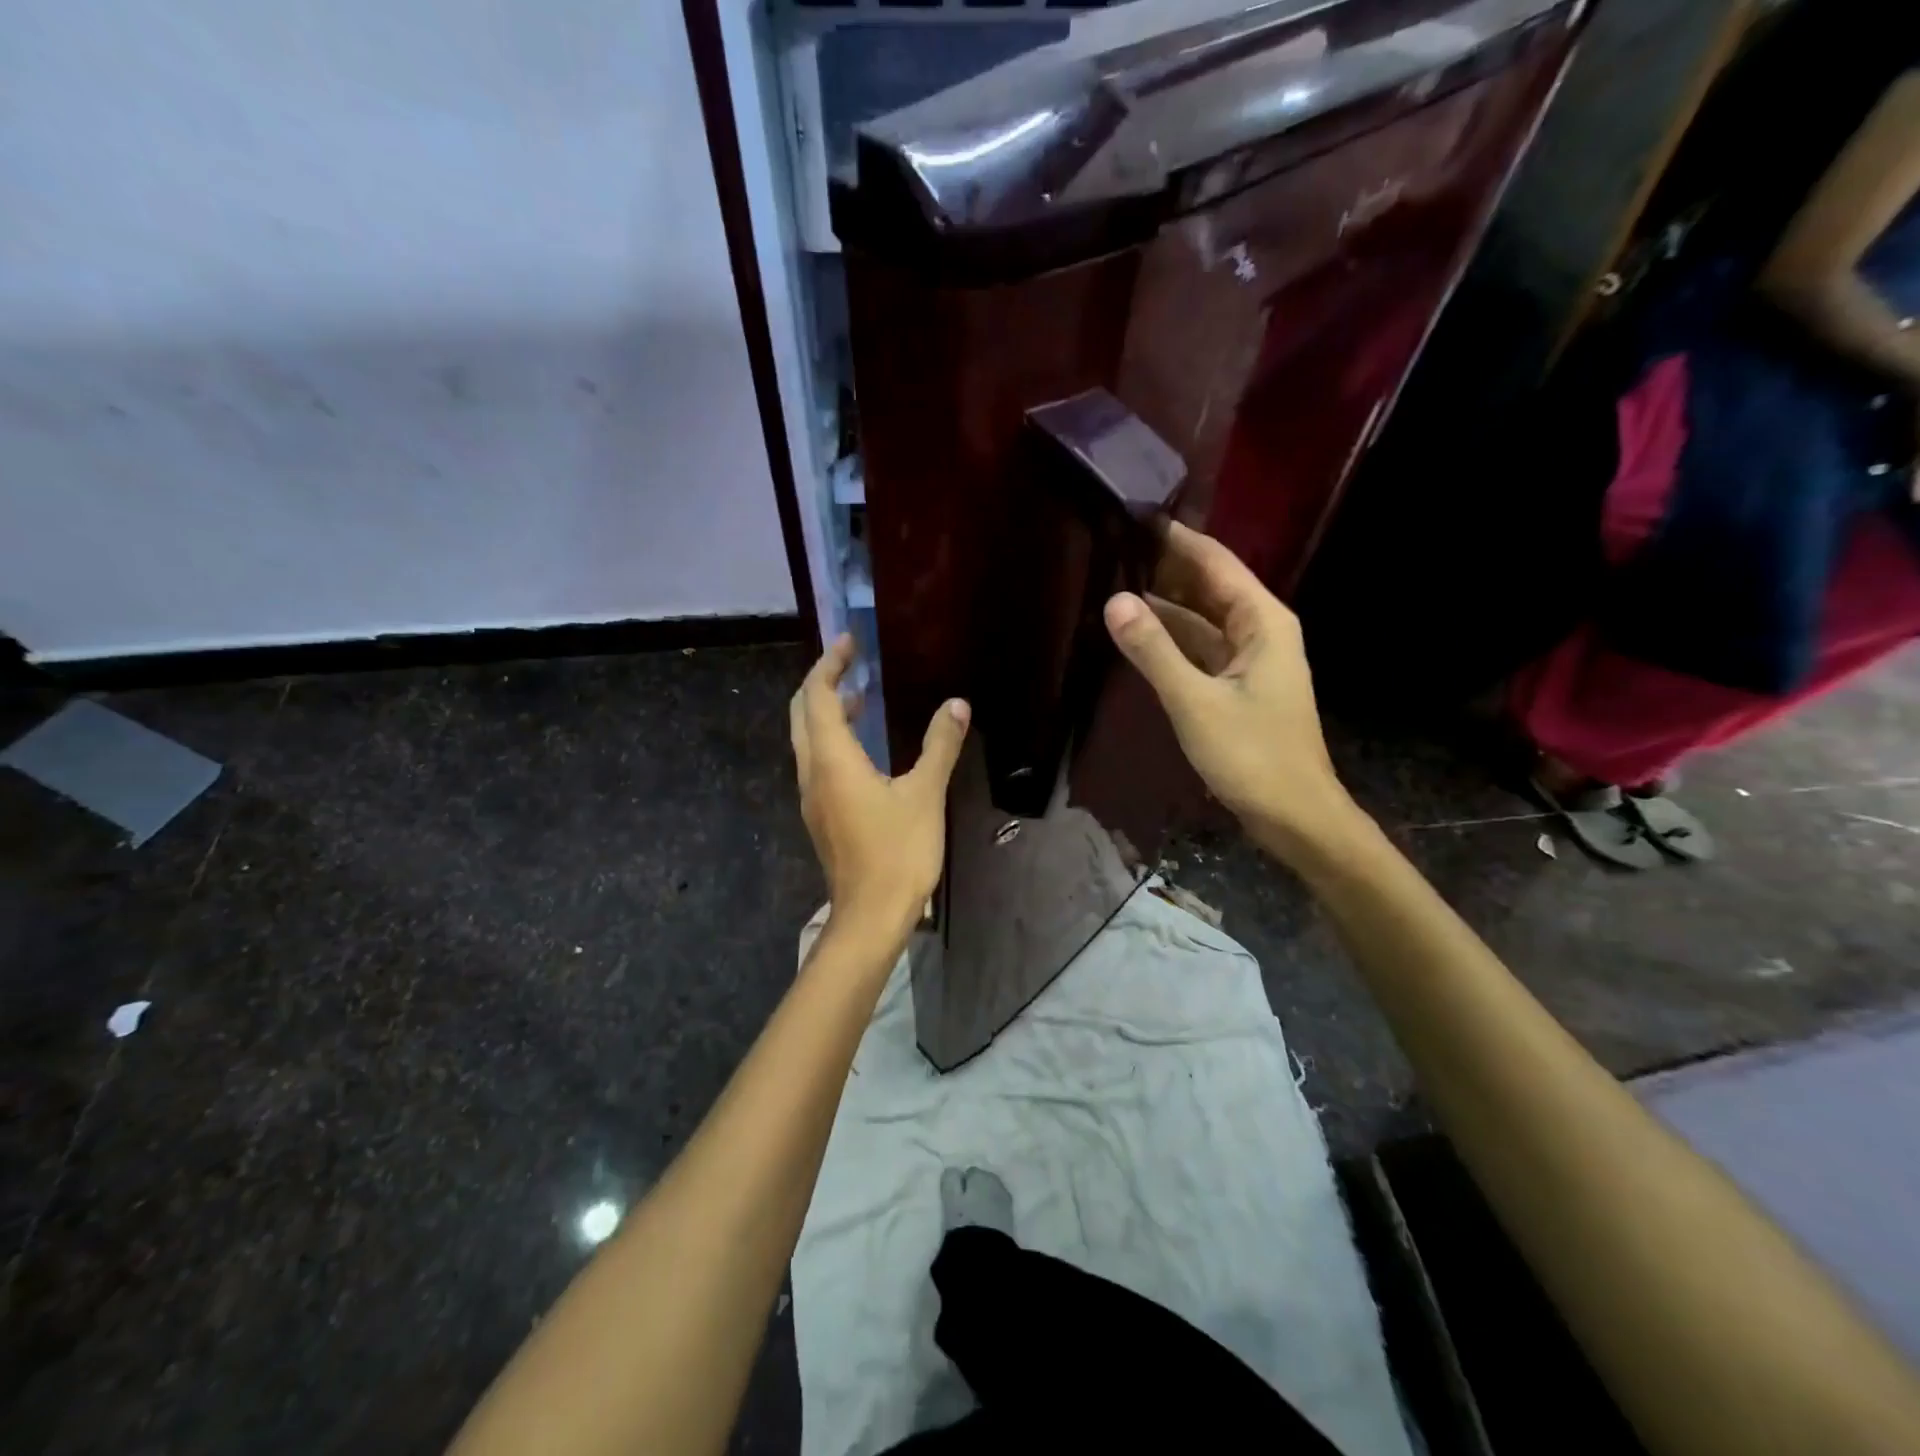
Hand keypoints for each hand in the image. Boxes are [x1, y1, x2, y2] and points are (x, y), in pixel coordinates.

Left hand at [790, 634, 969, 949]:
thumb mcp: (925, 794)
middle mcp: (813, 772)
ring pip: (808, 739)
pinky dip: (835, 738)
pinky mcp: (822, 815)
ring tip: (863, 695)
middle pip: (802, 713)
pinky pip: (819, 761)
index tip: (850, 642)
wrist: (870, 916)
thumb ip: (939, 746)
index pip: (817, 696)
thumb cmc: (897, 852)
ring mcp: (813, 796)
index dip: (830, 664)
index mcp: (832, 760)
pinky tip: (866, 746)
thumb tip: (956, 705)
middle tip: (852, 662)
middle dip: (823, 682)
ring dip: (829, 711)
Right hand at [1103, 522, 1362, 862]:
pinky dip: (1172, 640)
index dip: (1175, 538)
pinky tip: (1138, 636)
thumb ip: (1154, 651)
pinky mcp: (1238, 687)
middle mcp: (1261, 630)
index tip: (1133, 516)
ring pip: (1202, 620)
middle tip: (1112, 548)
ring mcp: (1251, 660)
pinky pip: (1201, 649)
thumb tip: (1114, 600)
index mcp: (1263, 621)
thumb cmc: (1252, 755)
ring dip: (1165, 606)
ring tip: (1114, 584)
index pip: (1215, 562)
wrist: (1295, 816)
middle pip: (1209, 586)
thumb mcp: (1195, 702)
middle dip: (1165, 568)